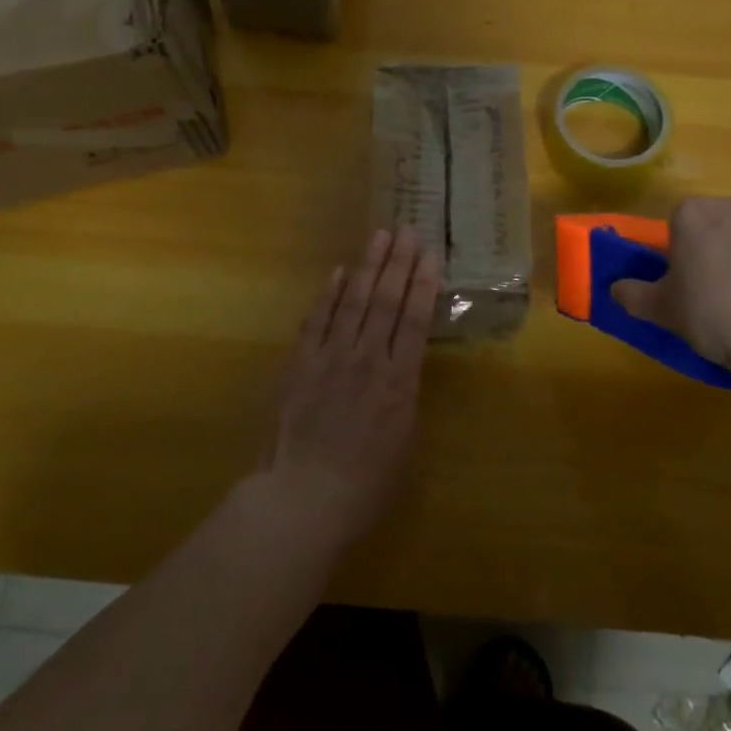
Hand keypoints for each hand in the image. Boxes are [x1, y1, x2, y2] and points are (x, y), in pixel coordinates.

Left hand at [257, 227, 442, 548]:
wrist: (301, 500)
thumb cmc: (363, 486)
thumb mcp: (403, 446)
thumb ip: (404, 402)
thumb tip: (402, 375)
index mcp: (399, 381)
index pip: (415, 319)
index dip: (423, 283)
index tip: (431, 254)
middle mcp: (368, 359)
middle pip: (385, 300)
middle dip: (399, 262)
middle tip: (407, 230)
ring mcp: (330, 357)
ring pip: (352, 300)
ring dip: (368, 266)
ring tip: (379, 236)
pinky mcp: (299, 364)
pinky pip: (316, 320)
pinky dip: (328, 294)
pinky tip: (337, 272)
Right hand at [611, 197, 730, 407]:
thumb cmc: (715, 316)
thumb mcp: (664, 312)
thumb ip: (635, 295)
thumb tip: (613, 288)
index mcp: (692, 214)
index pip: (679, 224)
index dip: (683, 253)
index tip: (690, 282)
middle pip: (719, 223)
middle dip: (720, 248)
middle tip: (724, 291)